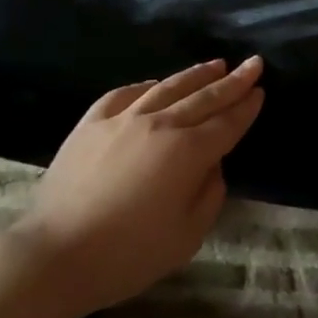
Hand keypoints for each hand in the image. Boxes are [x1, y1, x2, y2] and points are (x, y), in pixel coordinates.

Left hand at [14, 57, 263, 314]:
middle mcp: (159, 124)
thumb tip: (211, 165)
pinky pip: (124, 94)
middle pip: (203, 97)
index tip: (260, 90)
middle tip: (253, 63)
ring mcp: (122, 119)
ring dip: (195, 75)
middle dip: (232, 81)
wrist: (56, 254)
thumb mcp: (187, 236)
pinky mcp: (90, 124)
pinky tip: (155, 83)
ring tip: (215, 64)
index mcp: (187, 152)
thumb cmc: (128, 254)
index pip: (226, 122)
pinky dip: (146, 85)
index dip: (246, 107)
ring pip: (167, 87)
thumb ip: (209, 195)